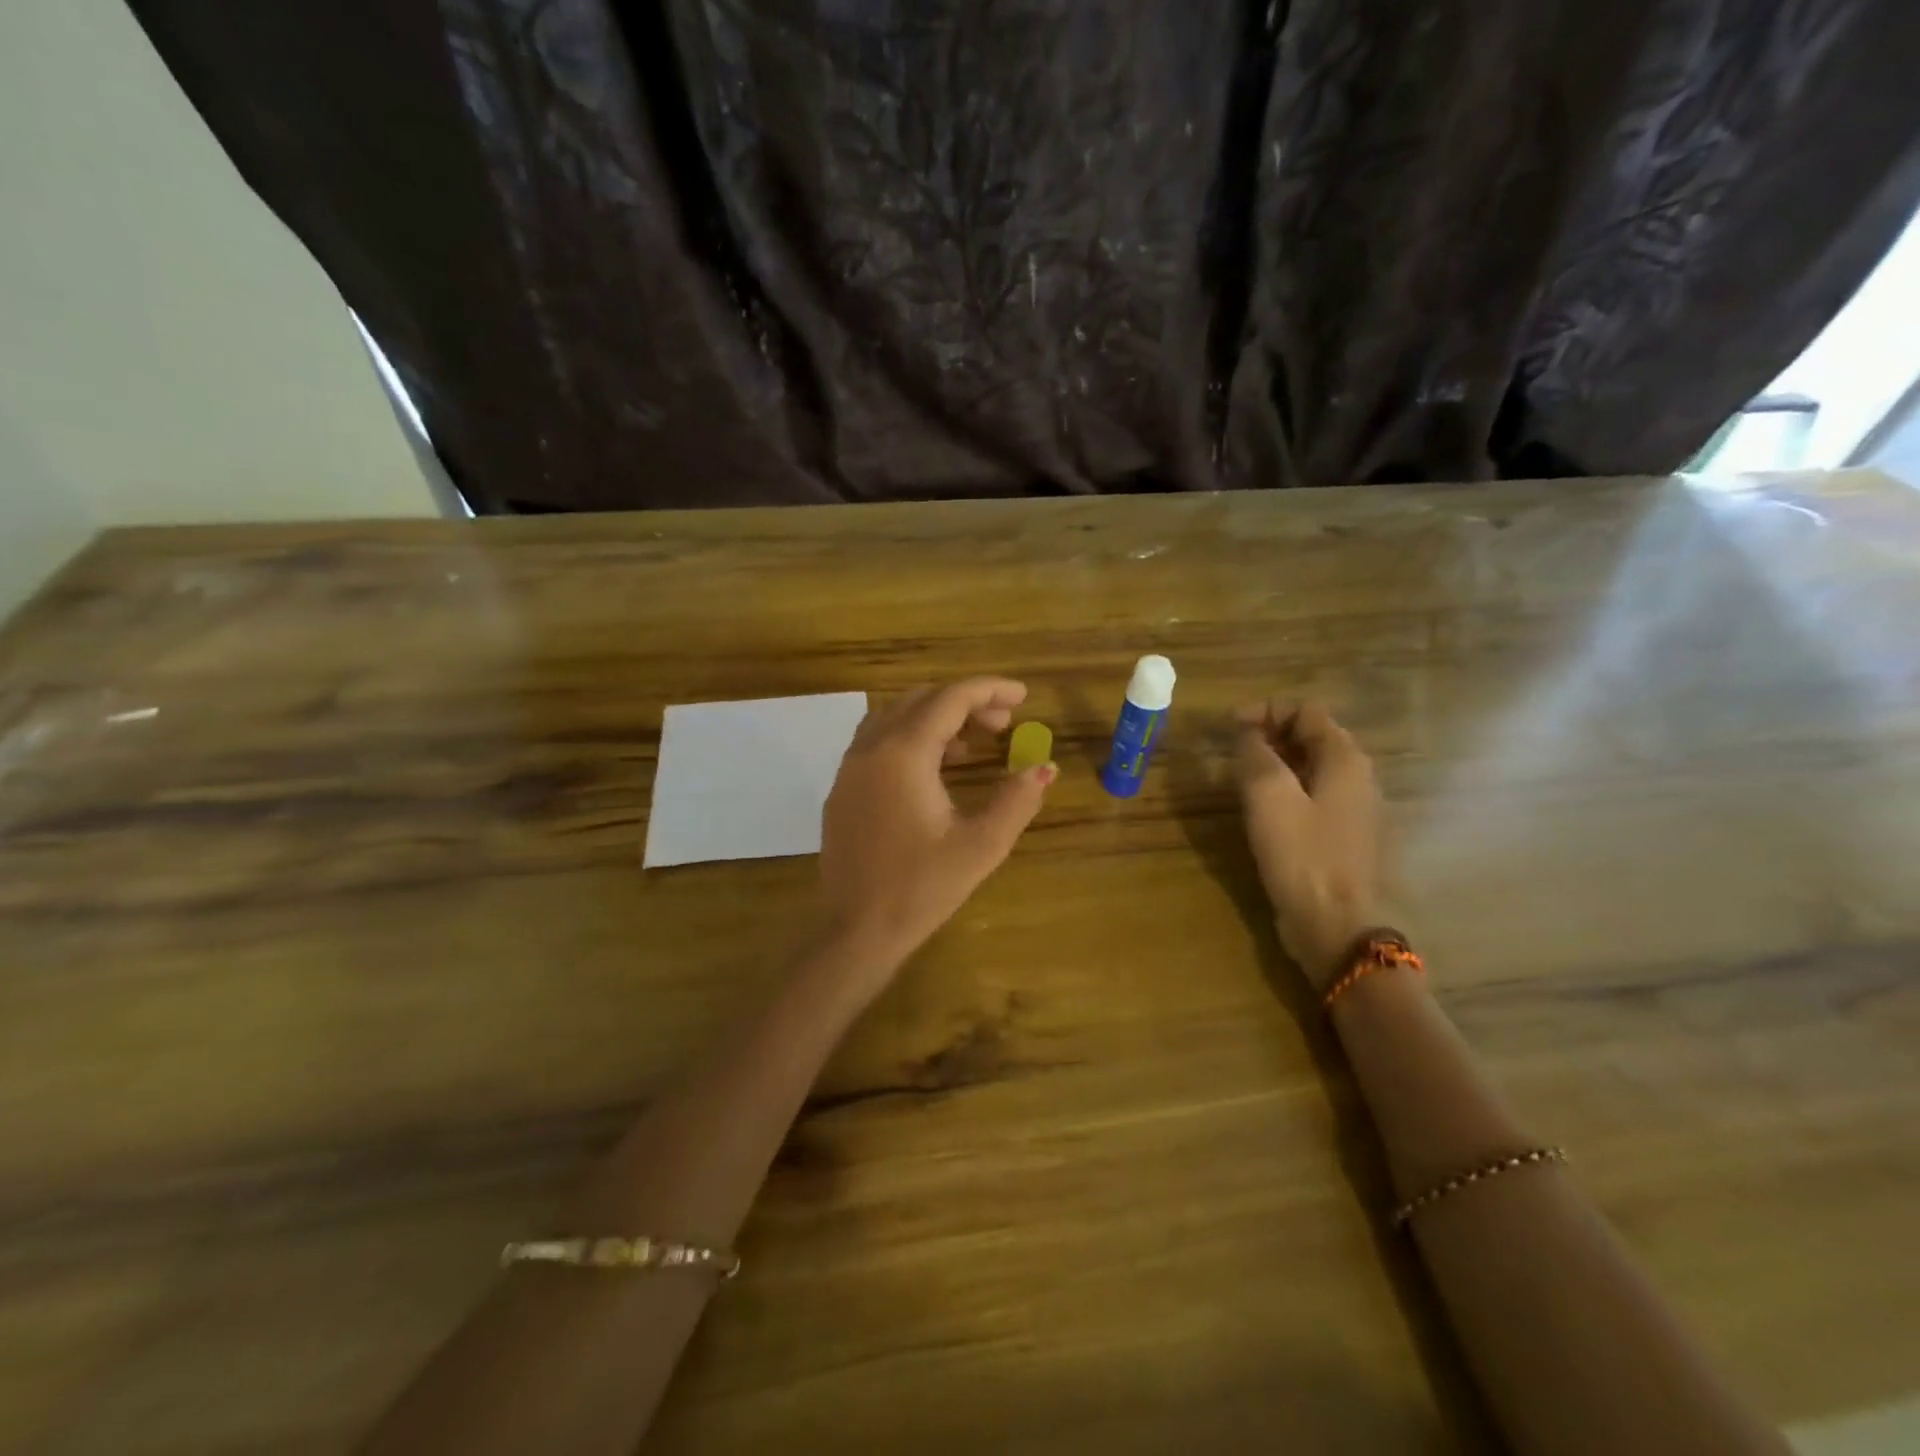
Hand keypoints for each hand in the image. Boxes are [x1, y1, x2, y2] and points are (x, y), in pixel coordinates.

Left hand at [819, 678, 1054, 984]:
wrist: (856, 931)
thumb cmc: (921, 889)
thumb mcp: (980, 847)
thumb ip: (1016, 801)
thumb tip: (1045, 768)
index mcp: (903, 754)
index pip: (950, 699)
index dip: (990, 690)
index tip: (1024, 696)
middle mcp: (871, 749)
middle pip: (921, 701)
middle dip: (965, 703)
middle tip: (1004, 724)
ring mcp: (850, 768)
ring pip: (895, 718)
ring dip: (936, 719)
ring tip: (973, 745)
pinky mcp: (842, 790)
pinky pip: (878, 742)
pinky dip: (911, 739)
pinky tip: (936, 770)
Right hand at [1236, 701, 1383, 990]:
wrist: (1338, 928)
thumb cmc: (1303, 857)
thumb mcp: (1269, 798)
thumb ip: (1256, 756)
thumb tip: (1248, 733)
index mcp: (1345, 759)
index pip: (1307, 711)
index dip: (1266, 709)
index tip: (1228, 726)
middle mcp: (1357, 777)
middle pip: (1312, 736)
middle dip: (1270, 733)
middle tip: (1231, 748)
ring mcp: (1354, 809)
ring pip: (1312, 767)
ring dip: (1275, 761)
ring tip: (1239, 774)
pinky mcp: (1343, 837)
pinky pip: (1313, 796)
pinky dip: (1285, 788)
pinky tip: (1261, 808)